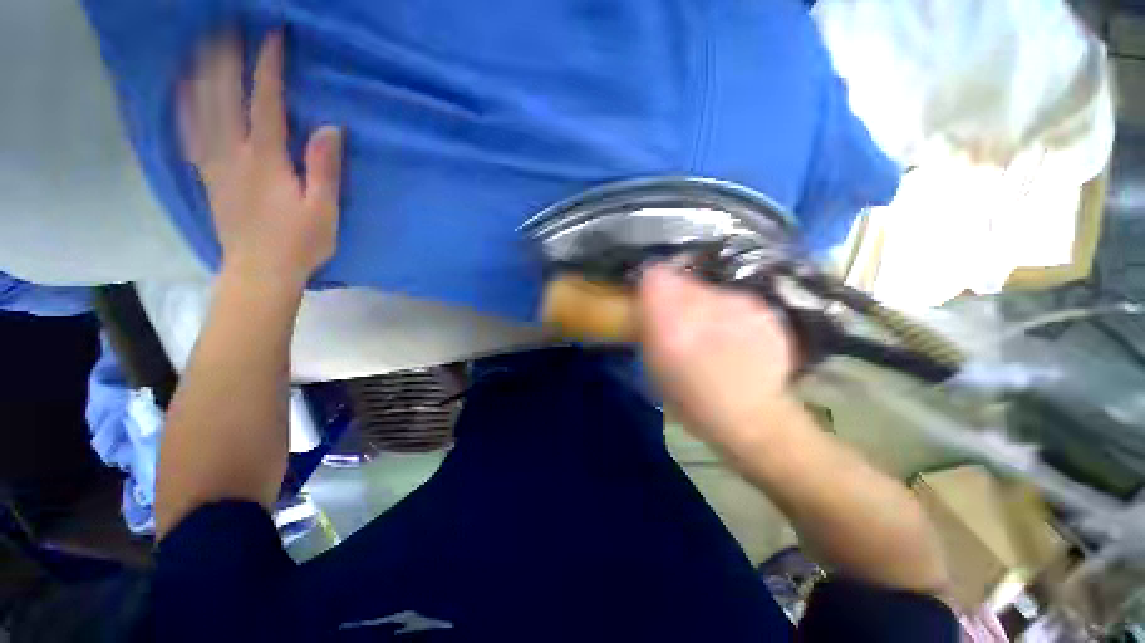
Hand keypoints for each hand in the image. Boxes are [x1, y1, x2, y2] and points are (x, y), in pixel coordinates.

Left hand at [179, 32, 343, 289]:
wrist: (260, 271)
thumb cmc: (300, 243)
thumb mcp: (324, 210)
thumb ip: (325, 169)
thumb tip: (329, 128)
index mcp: (265, 159)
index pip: (265, 102)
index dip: (268, 67)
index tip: (272, 35)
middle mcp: (233, 152)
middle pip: (223, 95)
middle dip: (225, 57)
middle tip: (228, 26)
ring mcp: (215, 163)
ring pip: (200, 108)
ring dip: (200, 72)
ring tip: (202, 45)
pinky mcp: (208, 176)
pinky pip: (190, 133)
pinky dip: (185, 106)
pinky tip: (183, 90)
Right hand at [638, 265, 797, 450]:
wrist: (752, 417)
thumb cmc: (691, 400)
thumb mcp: (653, 367)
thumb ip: (648, 328)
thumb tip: (647, 304)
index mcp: (670, 321)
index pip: (655, 275)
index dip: (651, 285)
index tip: (652, 299)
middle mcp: (704, 304)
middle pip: (682, 278)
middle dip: (677, 294)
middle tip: (681, 319)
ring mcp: (738, 303)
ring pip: (708, 288)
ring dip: (703, 303)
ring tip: (710, 331)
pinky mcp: (762, 308)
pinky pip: (733, 299)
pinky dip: (728, 312)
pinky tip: (735, 337)